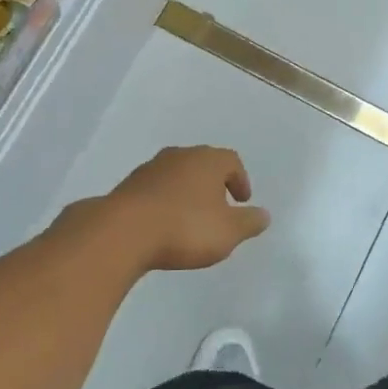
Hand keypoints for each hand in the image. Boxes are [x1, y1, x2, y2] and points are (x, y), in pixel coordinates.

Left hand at [102, 146, 270, 271]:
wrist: (123, 232)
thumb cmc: (185, 228)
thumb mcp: (228, 232)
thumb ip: (249, 222)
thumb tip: (264, 215)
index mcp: (207, 160)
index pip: (231, 161)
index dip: (240, 180)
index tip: (242, 201)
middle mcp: (179, 156)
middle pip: (202, 163)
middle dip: (213, 183)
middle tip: (219, 206)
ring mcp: (150, 169)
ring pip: (177, 175)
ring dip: (187, 192)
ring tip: (191, 218)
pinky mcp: (128, 186)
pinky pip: (155, 190)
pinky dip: (165, 202)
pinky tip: (164, 224)